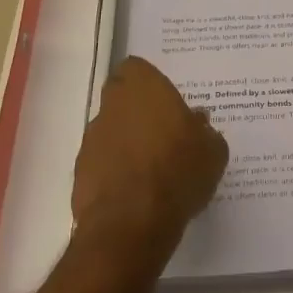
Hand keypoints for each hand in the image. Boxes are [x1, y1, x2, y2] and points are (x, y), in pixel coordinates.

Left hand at [73, 58, 227, 247]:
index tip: (165, 100)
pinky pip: (101, 163)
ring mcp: (91, 139)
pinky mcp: (80, 173)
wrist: (132, 223)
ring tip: (152, 170)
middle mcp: (111, 106)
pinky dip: (114, 172)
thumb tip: (198, 123)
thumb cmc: (178, 172)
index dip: (149, 82)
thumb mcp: (212, 151)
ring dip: (125, 143)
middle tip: (163, 133)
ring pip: (110, 131)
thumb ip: (204, 131)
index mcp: (143, 87)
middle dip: (137, 112)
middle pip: (120, 99)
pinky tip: (135, 193)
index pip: (136, 68)